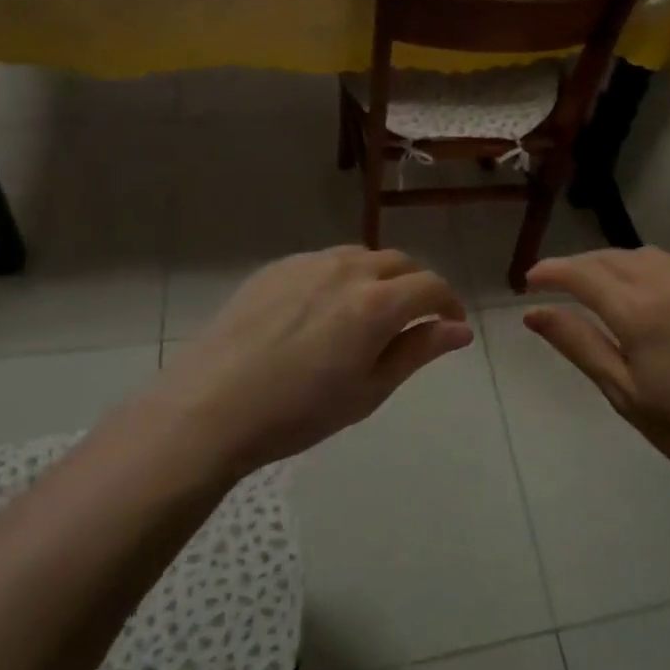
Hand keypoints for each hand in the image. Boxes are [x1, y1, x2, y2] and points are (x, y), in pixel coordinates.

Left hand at [156, 246, 471, 476]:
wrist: (209, 407)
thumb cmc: (298, 412)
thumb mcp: (369, 390)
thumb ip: (419, 351)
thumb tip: (460, 329)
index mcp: (376, 303)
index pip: (431, 286)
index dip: (449, 303)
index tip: (451, 324)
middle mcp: (347, 270)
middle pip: (399, 262)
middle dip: (417, 286)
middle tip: (413, 320)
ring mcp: (308, 263)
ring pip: (361, 257)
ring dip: (379, 277)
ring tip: (369, 312)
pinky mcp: (276, 267)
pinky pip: (324, 261)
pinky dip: (341, 276)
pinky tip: (323, 310)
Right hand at [523, 249, 669, 497]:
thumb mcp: (624, 393)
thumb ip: (578, 344)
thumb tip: (534, 311)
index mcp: (640, 311)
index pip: (582, 274)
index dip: (551, 271)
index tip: (529, 279)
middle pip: (612, 258)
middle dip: (579, 266)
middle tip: (557, 285)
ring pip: (645, 255)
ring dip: (615, 263)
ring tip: (600, 286)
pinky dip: (650, 267)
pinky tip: (649, 289)